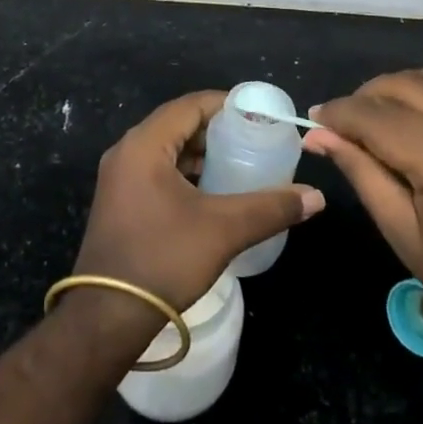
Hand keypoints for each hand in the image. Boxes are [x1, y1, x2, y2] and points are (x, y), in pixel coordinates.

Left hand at [74, 91, 325, 315]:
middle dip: (216, 130)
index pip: (190, 105)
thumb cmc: (163, 259)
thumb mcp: (223, 230)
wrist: (106, 319)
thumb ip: (271, 208)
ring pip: (167, 149)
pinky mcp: (120, 202)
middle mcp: (126, 151)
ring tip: (239, 163)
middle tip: (254, 139)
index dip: (226, 105)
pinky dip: (185, 172)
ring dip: (201, 153)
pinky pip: (157, 170)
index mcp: (144, 144)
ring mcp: (119, 178)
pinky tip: (212, 192)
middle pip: (178, 124)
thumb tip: (316, 196)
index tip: (259, 115)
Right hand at [304, 66, 422, 379]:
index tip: (316, 117)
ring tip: (389, 116)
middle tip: (349, 121)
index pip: (372, 114)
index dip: (338, 113)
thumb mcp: (407, 237)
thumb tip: (320, 135)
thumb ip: (362, 173)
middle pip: (404, 83)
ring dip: (406, 88)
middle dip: (367, 96)